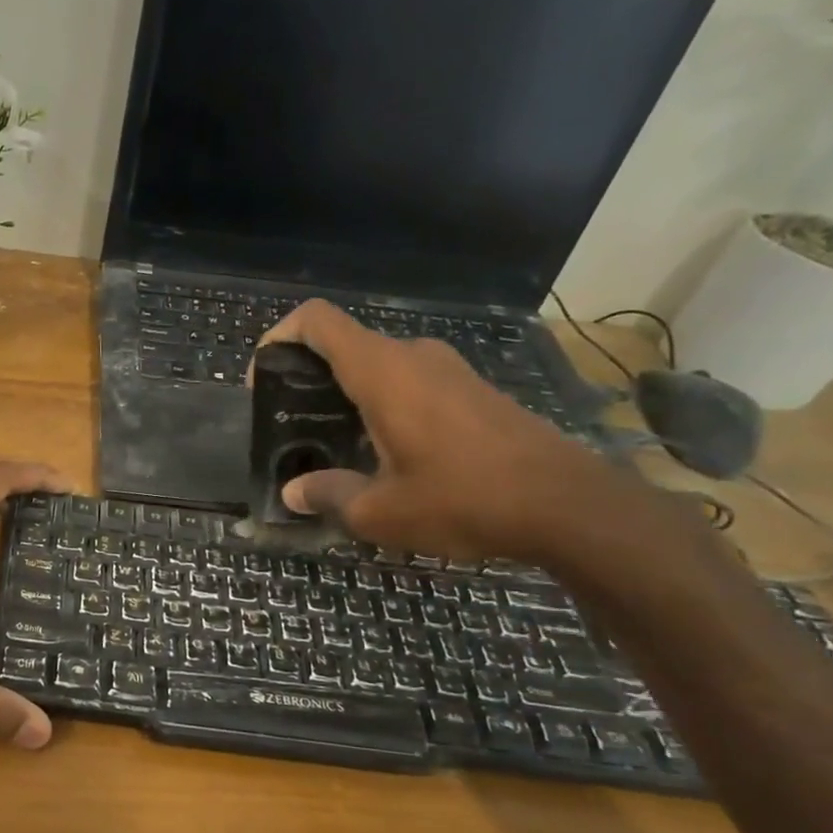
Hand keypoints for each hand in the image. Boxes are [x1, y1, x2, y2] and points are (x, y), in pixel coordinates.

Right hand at [255, 300, 624, 561]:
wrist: (569, 505)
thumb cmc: (463, 499)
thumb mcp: (379, 511)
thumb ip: (328, 494)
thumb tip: (294, 492)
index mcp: (382, 372)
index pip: (317, 321)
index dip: (278, 337)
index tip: (263, 377)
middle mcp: (414, 357)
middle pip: (344, 343)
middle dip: (308, 374)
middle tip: (291, 423)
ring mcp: (449, 369)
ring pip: (379, 363)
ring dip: (346, 391)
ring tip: (331, 439)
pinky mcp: (473, 389)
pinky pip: (410, 380)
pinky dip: (382, 400)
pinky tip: (383, 449)